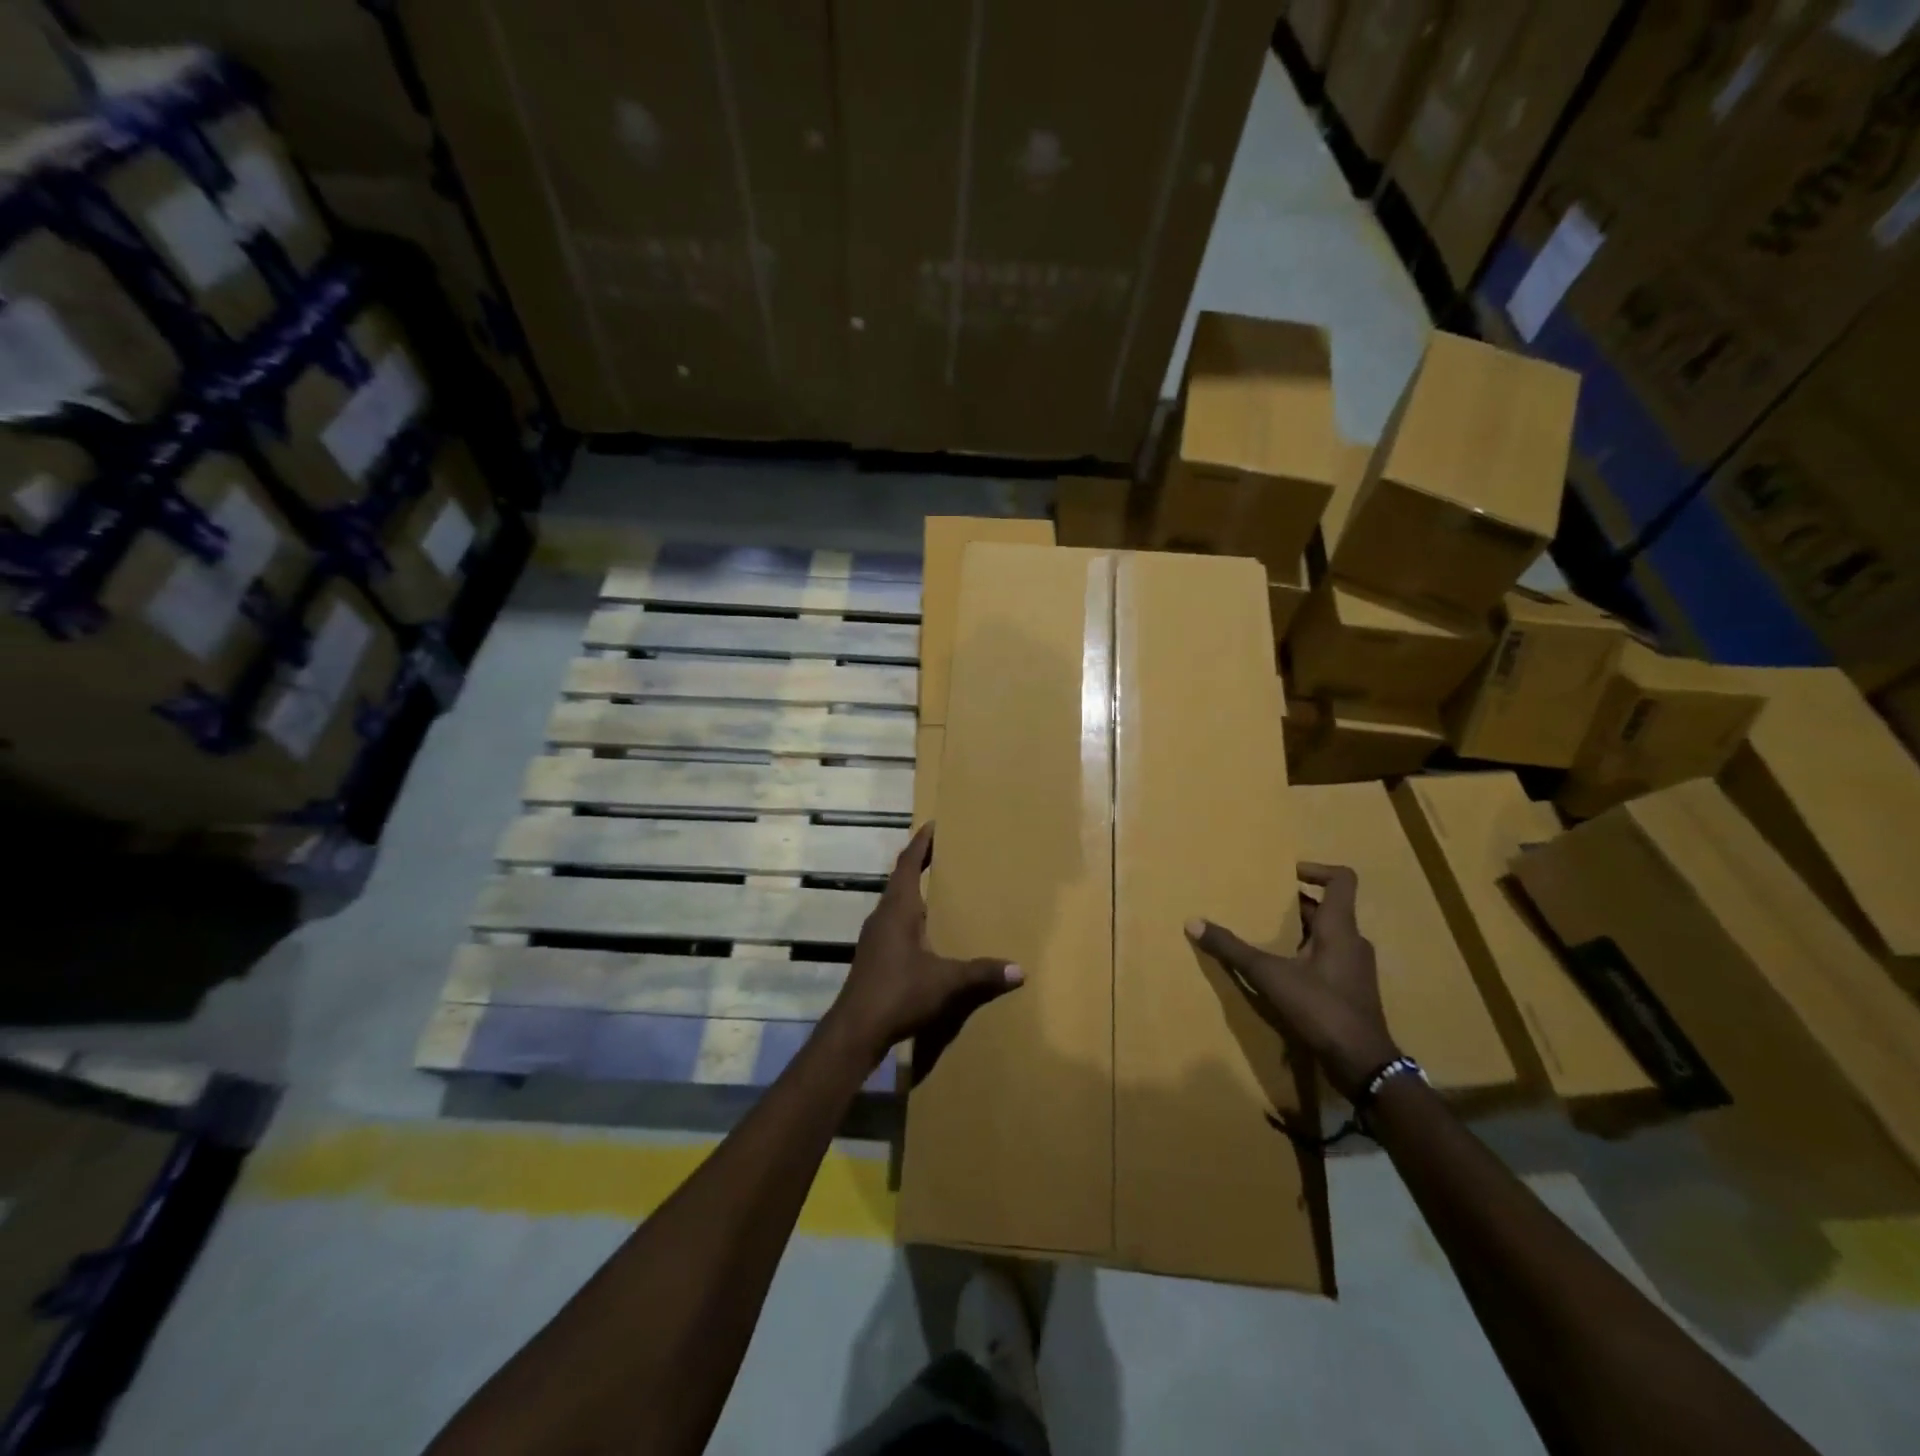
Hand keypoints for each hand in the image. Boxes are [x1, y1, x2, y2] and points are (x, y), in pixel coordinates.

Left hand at [825, 823, 1023, 1064]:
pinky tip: (924, 929)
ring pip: (894, 901)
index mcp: (898, 910)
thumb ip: (982, 973)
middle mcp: (882, 916)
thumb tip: (1020, 970)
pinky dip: (909, 913)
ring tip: (937, 886)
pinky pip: (893, 921)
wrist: (855, 1029)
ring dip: (912, 888)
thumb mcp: (946, 982)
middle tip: (942, 851)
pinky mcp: (872, 956)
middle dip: (919, 862)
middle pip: (900, 879)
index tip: (933, 824)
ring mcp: (874, 936)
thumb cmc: (898, 993)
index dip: (920, 843)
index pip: (907, 864)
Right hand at [1186, 863, 1398, 1099]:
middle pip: (1327, 908)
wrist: (1363, 1064)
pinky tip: (1281, 971)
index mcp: (1340, 928)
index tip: (1286, 873)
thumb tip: (1193, 922)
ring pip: (1327, 935)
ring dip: (1299, 931)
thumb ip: (1232, 949)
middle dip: (1294, 904)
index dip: (1317, 869)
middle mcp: (1352, 941)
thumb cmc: (1321, 1009)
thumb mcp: (1270, 976)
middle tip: (1261, 903)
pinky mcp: (1351, 990)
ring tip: (1265, 935)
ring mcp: (1355, 968)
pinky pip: (1327, 959)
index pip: (1342, 880)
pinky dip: (1305, 955)